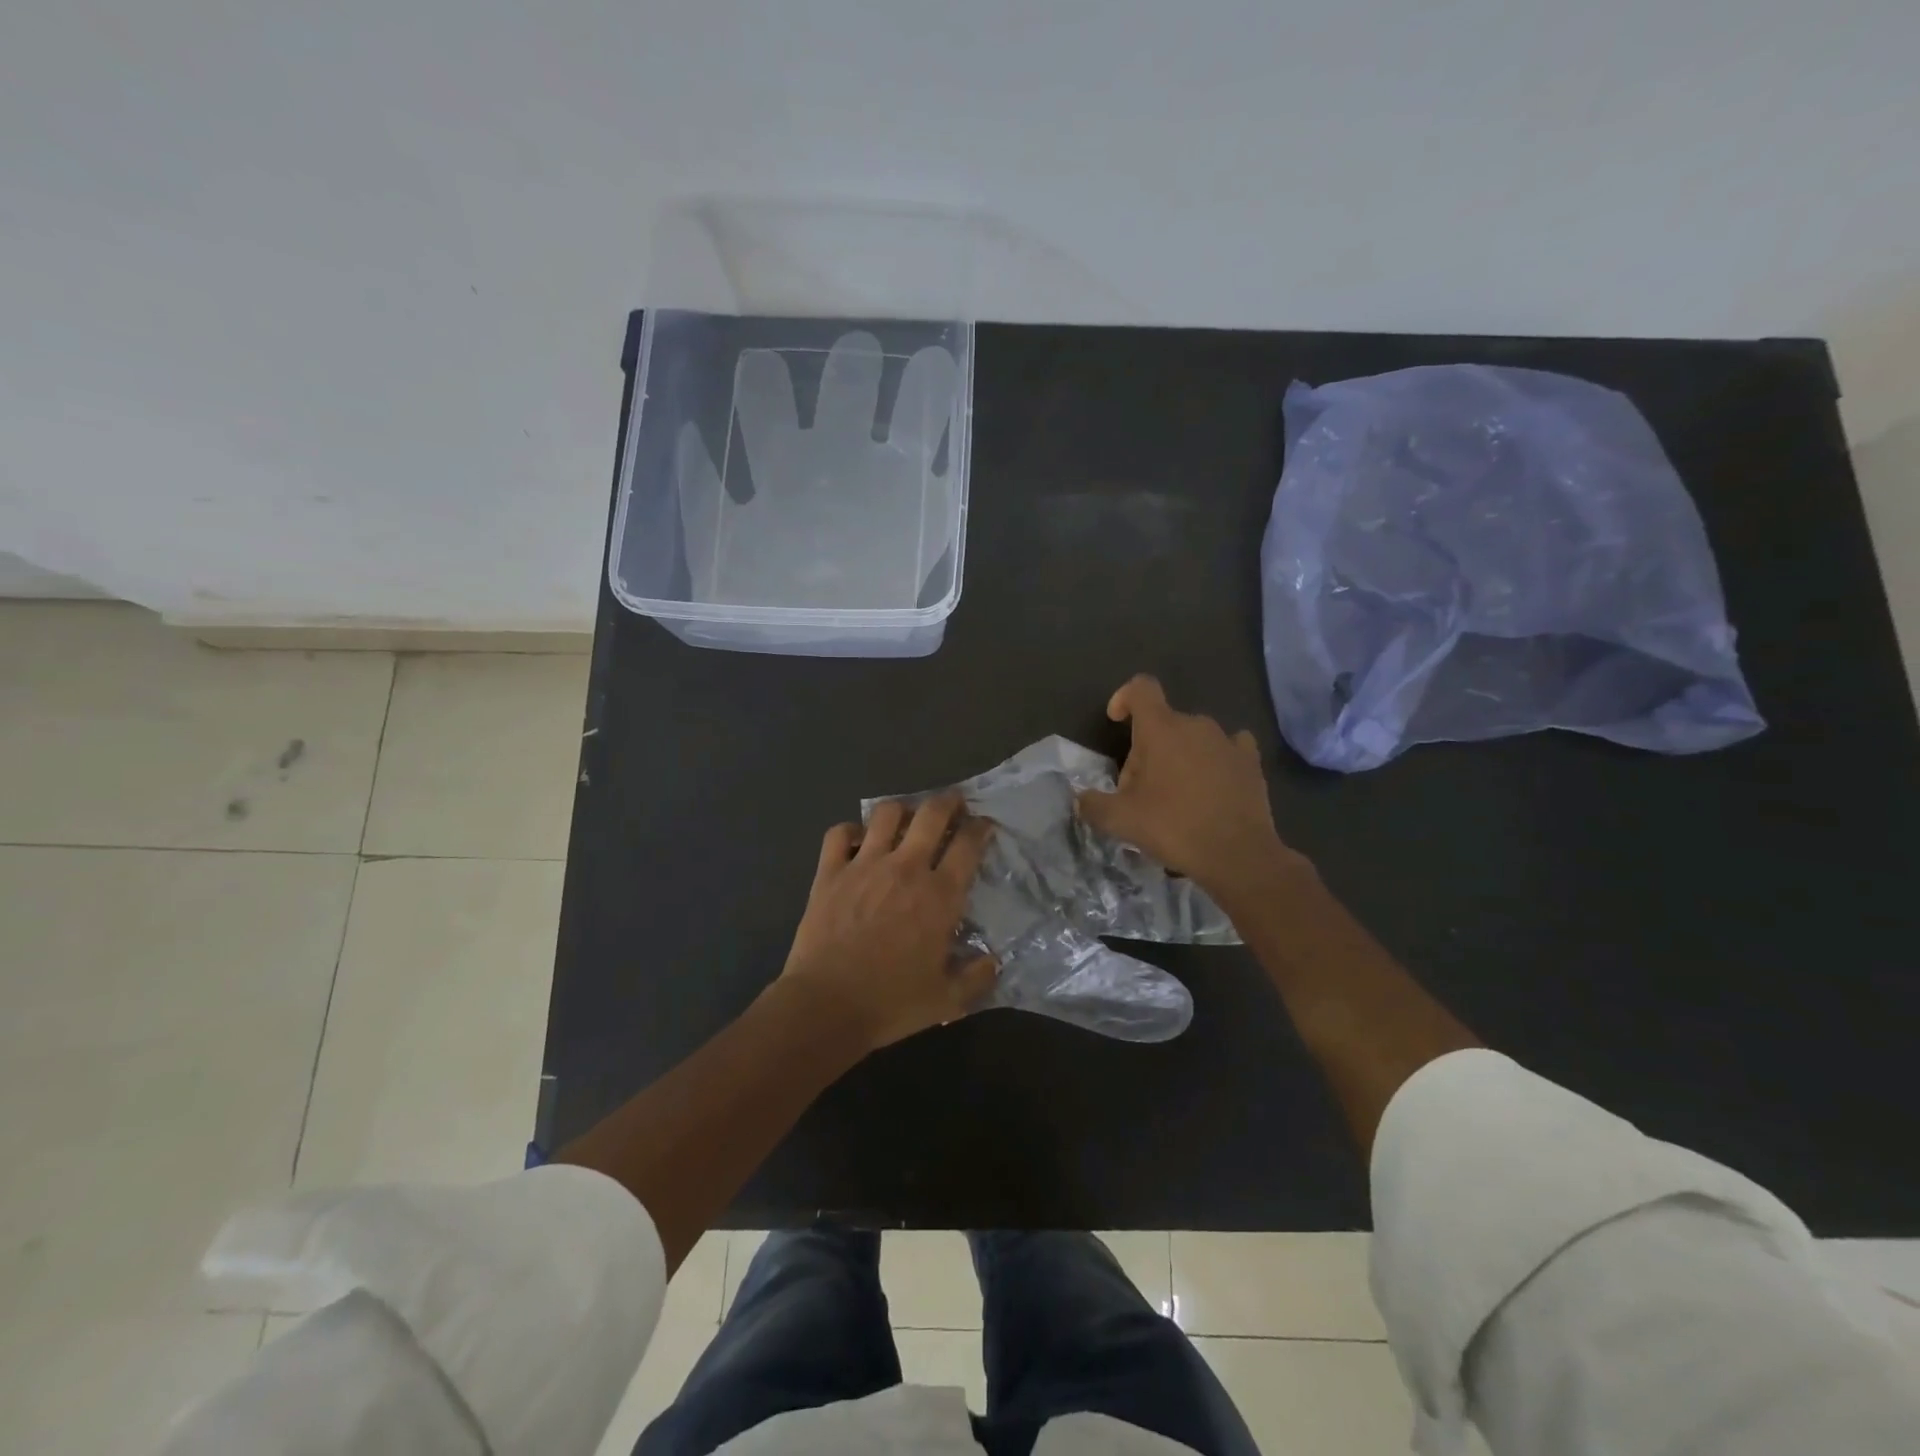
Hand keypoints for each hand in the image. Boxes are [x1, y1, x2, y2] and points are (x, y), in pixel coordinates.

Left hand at [777, 794, 997, 1052]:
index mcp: (940, 895)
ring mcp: (864, 865)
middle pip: (932, 814)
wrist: (827, 1006)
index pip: (968, 844)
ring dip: (902, 810)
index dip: (980, 828)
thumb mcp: (947, 1000)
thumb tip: (992, 959)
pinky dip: (851, 831)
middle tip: (954, 803)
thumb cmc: (891, 1003)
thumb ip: (976, 977)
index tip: (983, 825)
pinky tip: (858, 841)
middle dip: (948, 801)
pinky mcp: (830, 871)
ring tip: (906, 818)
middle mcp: (906, 868)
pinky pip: (840, 833)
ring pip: (887, 813)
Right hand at [1076, 675, 1309, 901]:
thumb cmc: (1174, 827)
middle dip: (1146, 750)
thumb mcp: (1121, 821)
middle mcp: (1196, 724)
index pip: (1140, 689)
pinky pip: (1227, 748)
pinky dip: (1214, 761)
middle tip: (1139, 791)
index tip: (1116, 721)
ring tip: (1175, 796)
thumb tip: (1081, 799)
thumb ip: (1093, 805)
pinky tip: (1211, 785)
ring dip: (1178, 757)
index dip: (1124, 698)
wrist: (1238, 855)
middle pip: (1162, 724)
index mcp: (1161, 729)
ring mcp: (1227, 741)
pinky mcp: (1251, 762)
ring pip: (1192, 738)